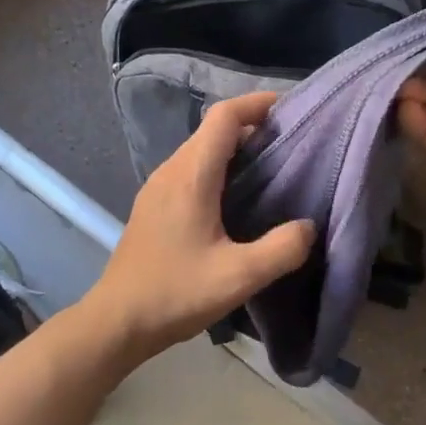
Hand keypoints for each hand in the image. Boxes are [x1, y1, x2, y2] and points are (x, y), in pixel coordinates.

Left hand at [85, 93, 315, 363]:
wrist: (117, 321)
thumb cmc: (176, 293)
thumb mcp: (239, 276)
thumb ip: (282, 249)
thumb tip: (308, 226)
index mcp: (191, 176)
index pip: (224, 117)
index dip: (256, 103)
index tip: (290, 108)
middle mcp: (171, 171)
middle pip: (212, 130)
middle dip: (252, 127)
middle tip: (291, 144)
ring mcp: (157, 188)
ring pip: (200, 150)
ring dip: (235, 149)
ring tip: (271, 169)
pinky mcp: (153, 206)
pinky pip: (190, 170)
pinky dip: (218, 169)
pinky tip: (237, 199)